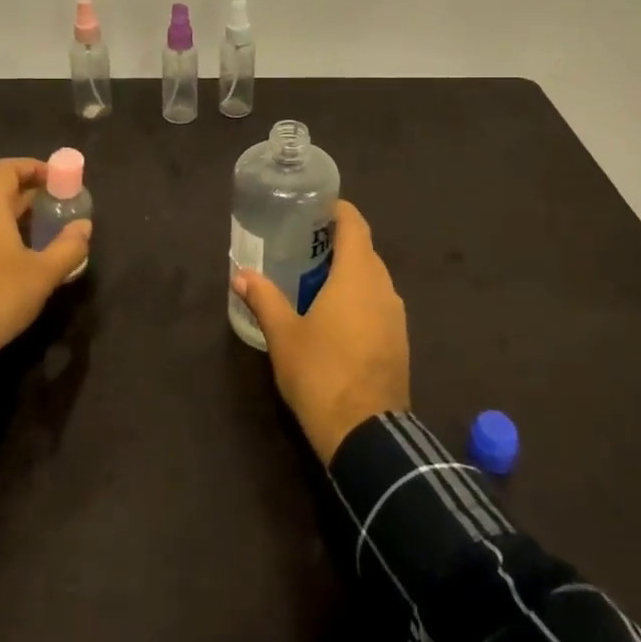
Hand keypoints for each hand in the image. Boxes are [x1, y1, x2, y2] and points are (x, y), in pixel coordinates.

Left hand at [0, 158, 91, 356]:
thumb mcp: (43, 274)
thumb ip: (68, 246)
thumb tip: (84, 226)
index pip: (6, 169)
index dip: (33, 167)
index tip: (56, 180)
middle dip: (28, 197)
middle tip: (55, 211)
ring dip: (11, 220)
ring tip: (37, 238)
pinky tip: (11, 263)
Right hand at [233, 200, 409, 464]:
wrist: (367, 434)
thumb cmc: (321, 373)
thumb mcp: (284, 335)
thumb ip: (264, 299)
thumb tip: (241, 275)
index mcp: (357, 275)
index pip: (354, 225)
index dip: (338, 211)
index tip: (316, 207)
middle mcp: (383, 287)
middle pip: (364, 251)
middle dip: (338, 243)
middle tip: (304, 245)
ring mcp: (396, 315)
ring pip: (373, 279)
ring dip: (349, 273)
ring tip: (316, 280)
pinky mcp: (400, 341)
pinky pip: (379, 304)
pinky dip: (359, 298)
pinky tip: (336, 316)